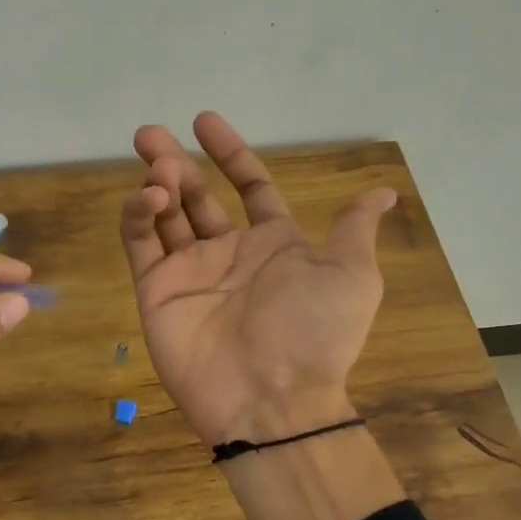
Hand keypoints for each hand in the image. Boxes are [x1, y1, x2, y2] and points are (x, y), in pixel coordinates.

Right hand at [119, 112, 395, 446]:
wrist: (271, 398)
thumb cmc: (314, 333)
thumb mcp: (351, 276)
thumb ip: (352, 229)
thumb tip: (382, 190)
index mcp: (273, 244)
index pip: (249, 187)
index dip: (229, 154)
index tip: (204, 121)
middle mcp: (228, 253)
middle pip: (196, 196)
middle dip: (174, 163)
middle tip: (150, 134)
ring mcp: (188, 272)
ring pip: (164, 215)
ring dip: (156, 182)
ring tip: (153, 163)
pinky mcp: (156, 291)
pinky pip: (141, 244)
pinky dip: (138, 215)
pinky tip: (148, 196)